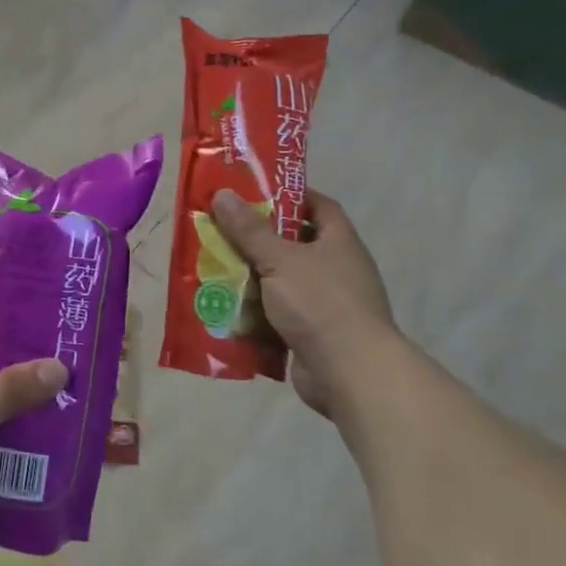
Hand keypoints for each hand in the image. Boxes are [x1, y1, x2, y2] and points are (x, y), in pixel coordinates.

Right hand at [211, 186, 395, 416]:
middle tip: (222, 230)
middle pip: (294, 244)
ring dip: (252, 278)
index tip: (255, 192)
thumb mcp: (280, 259)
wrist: (350, 373)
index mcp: (339, 242)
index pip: (318, 205)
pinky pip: (278, 315)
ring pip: (282, 281)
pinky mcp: (312, 334)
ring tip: (214, 267)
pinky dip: (255, 312)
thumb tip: (223, 193)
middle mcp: (336, 268)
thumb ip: (250, 230)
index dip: (289, 195)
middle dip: (259, 239)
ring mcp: (326, 304)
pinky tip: (226, 308)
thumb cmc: (320, 303)